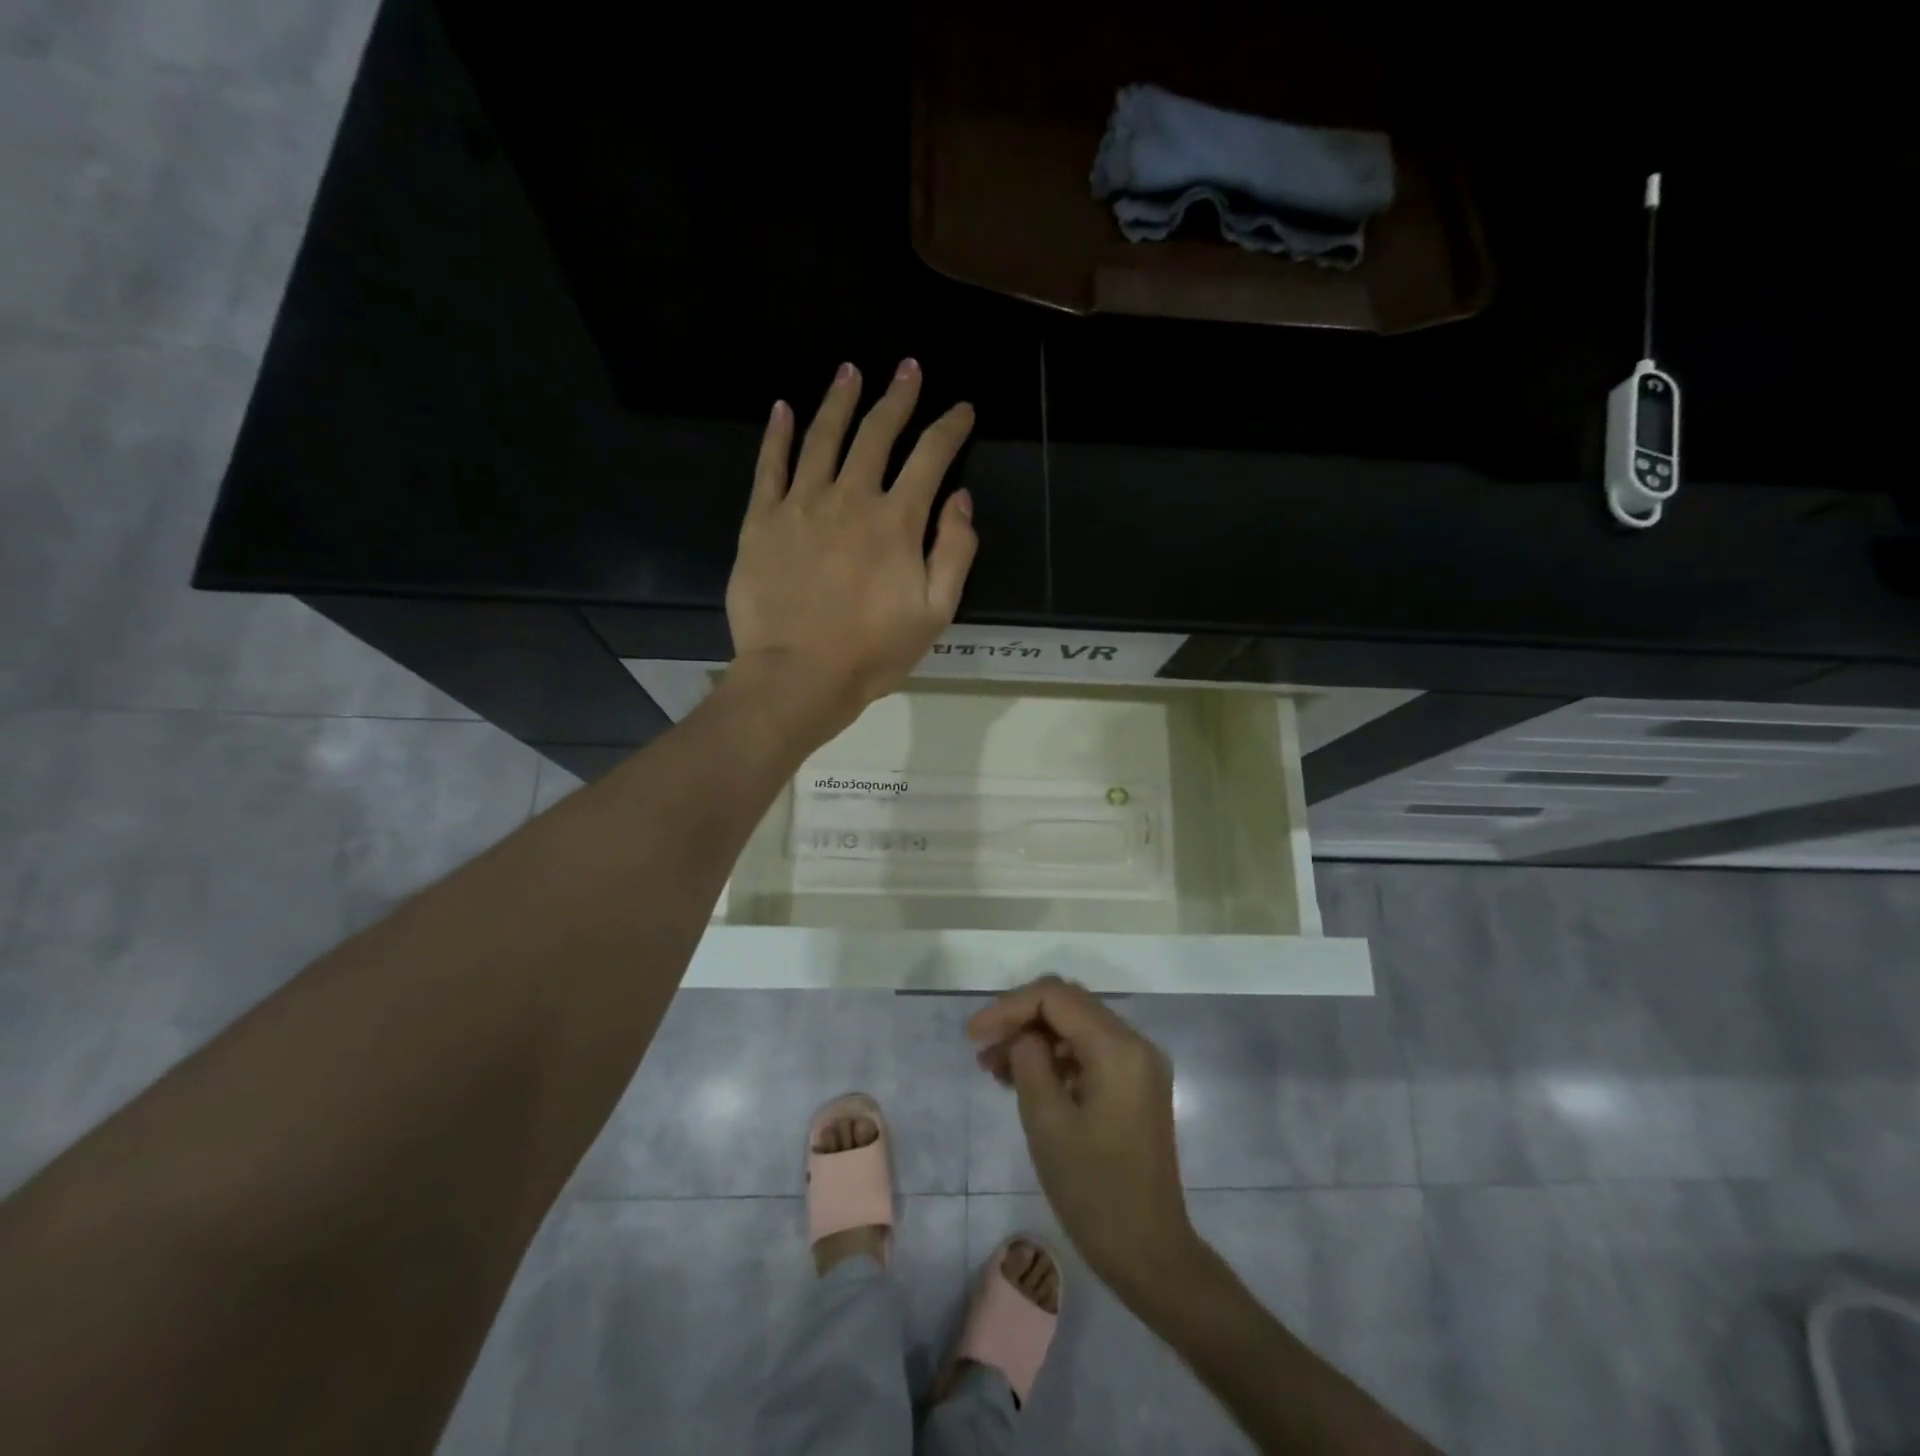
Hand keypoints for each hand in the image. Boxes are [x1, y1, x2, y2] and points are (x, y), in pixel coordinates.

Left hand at [725, 360, 976, 733]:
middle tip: (908, 369)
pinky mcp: (761, 520)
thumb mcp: (936, 613)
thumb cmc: (872, 652)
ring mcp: (801, 504)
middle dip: (898, 398)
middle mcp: (850, 498)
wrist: (797, 676)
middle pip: (877, 434)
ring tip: (850, 371)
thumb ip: (955, 552)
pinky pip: (769, 466)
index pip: (930, 458)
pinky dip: (778, 434)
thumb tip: (960, 500)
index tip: (961, 409)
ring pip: (823, 437)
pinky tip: (784, 408)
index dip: (949, 428)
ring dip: (840, 401)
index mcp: (896, 521)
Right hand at [969, 976, 1196, 1295]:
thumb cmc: (1094, 1191)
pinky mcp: (1136, 1086)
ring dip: (1035, 1038)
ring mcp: (1139, 1065)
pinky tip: (1024, 1080)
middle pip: (1068, 1005)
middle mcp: (1135, 1043)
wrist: (1150, 1254)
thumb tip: (1023, 1037)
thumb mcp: (1048, 1123)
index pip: (1056, 997)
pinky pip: (1089, 1052)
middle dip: (1021, 1019)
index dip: (1009, 1007)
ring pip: (1077, 1027)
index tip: (973, 1035)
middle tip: (981, 1048)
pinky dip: (1055, 1058)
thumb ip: (1029, 1062)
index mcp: (1118, 1047)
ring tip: (993, 1068)